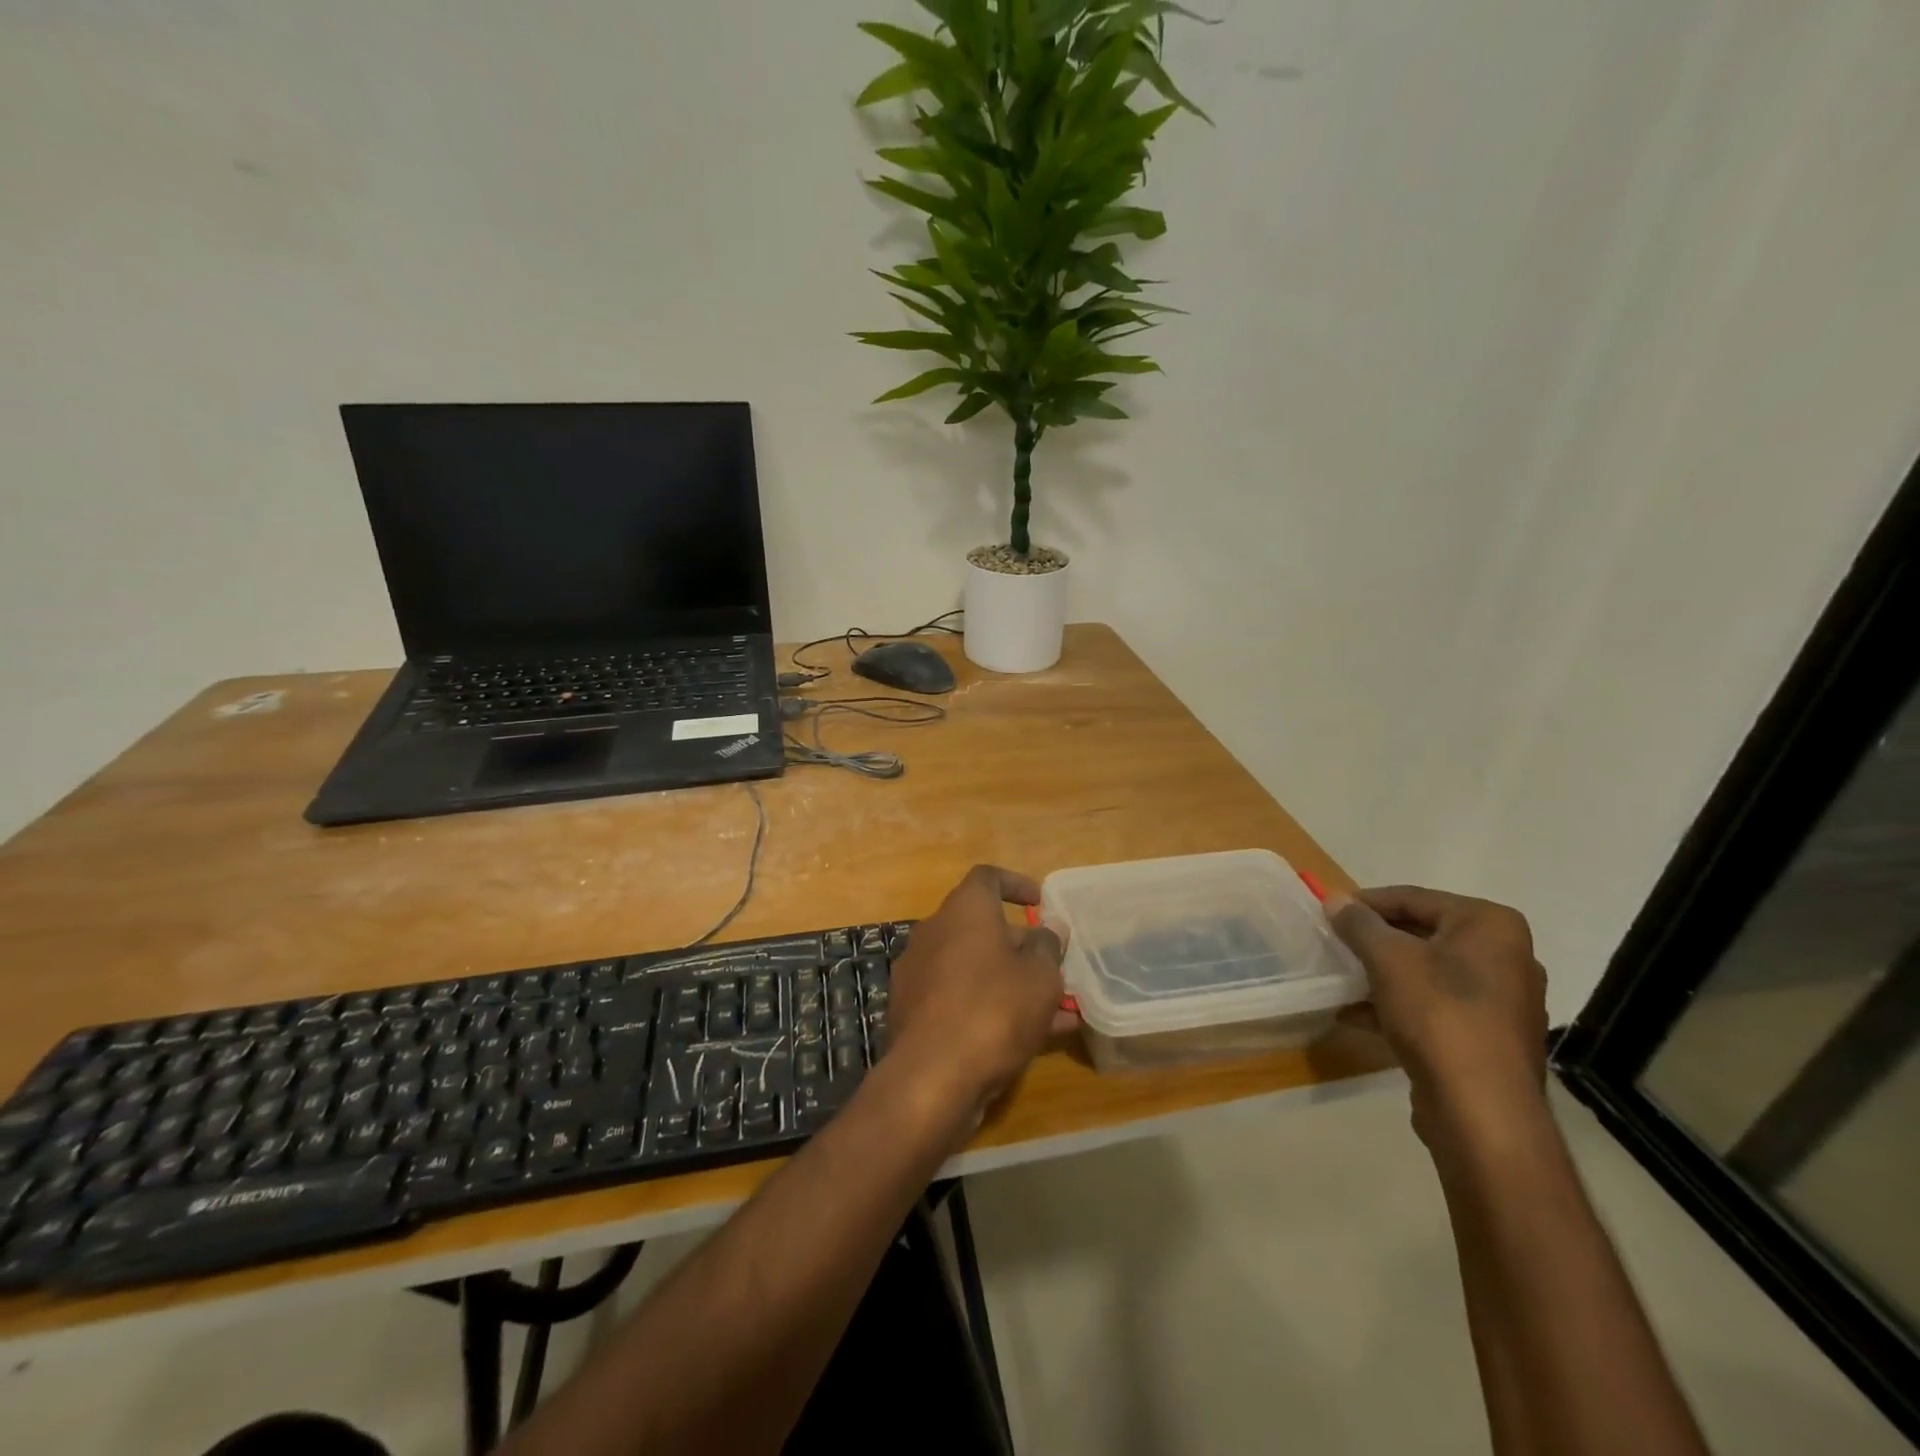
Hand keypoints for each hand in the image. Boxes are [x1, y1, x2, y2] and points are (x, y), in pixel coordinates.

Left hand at [887, 865, 1069, 1117]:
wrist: (931, 1077)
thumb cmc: (994, 1010)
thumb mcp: (1040, 977)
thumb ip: (1047, 947)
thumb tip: (1049, 927)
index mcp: (963, 910)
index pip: (987, 877)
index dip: (1016, 884)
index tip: (1040, 902)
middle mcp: (934, 932)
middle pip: (980, 926)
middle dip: (1018, 944)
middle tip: (1052, 965)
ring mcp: (918, 972)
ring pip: (974, 967)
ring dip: (1010, 980)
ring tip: (1053, 1008)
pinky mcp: (912, 1011)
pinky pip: (959, 997)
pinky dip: (989, 1007)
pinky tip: (1026, 1038)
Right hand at [1328, 886, 1549, 1158]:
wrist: (1482, 1111)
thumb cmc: (1439, 1015)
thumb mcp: (1387, 959)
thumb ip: (1358, 924)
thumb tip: (1335, 898)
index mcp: (1491, 926)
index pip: (1415, 898)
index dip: (1366, 903)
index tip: (1328, 911)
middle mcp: (1505, 956)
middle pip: (1423, 934)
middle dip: (1374, 940)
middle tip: (1333, 943)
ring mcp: (1501, 1001)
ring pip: (1426, 973)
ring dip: (1381, 974)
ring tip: (1339, 977)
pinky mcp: (1488, 1037)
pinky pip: (1434, 1006)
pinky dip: (1397, 1004)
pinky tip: (1355, 1015)